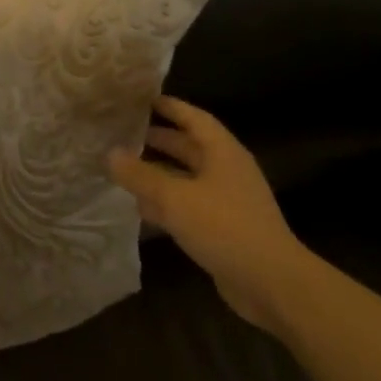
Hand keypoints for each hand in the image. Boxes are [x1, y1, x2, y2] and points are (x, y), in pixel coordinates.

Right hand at [108, 96, 325, 333]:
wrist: (270, 282)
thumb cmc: (224, 227)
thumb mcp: (174, 197)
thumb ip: (140, 175)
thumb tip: (110, 153)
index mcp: (223, 153)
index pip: (195, 119)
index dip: (171, 107)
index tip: (143, 98)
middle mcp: (227, 171)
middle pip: (190, 148)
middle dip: (159, 140)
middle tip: (125, 133)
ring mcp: (227, 201)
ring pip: (186, 178)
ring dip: (158, 173)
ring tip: (124, 168)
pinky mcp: (223, 228)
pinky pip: (188, 205)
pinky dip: (165, 202)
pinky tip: (140, 208)